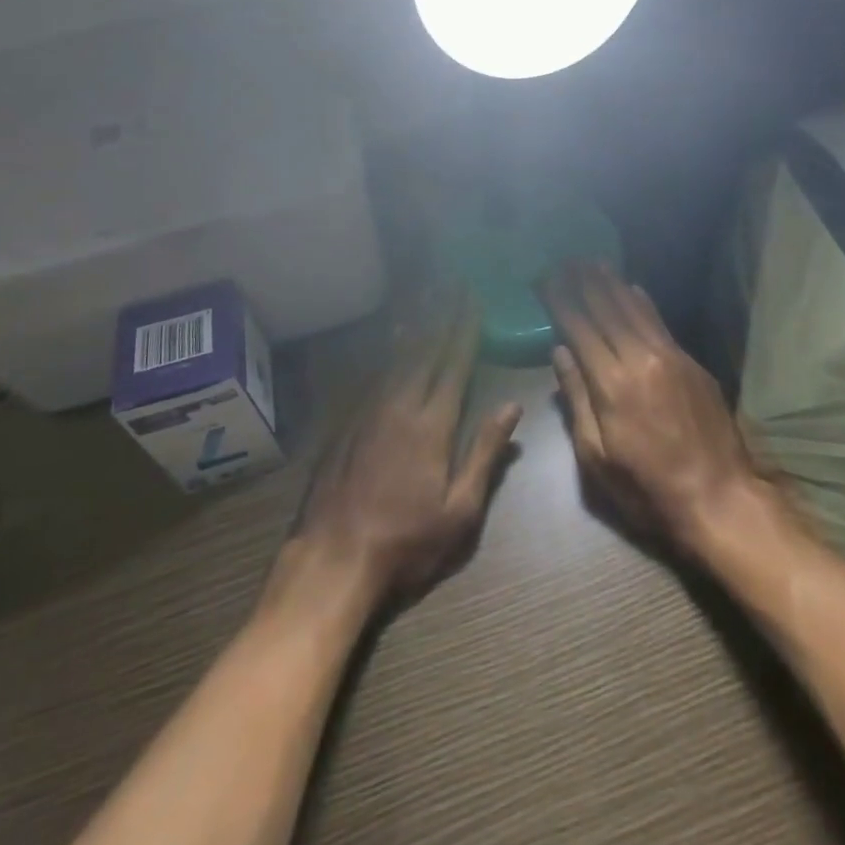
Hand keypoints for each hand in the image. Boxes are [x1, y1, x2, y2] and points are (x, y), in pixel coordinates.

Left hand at [277, 295, 521, 610]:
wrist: (333, 560)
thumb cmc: (406, 543)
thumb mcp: (460, 511)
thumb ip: (485, 453)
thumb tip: (512, 407)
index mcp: (433, 425)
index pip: (455, 364)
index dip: (467, 329)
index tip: (475, 299)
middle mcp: (401, 405)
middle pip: (427, 350)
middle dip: (444, 314)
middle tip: (454, 283)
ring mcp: (369, 411)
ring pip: (398, 355)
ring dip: (416, 324)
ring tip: (427, 295)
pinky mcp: (347, 422)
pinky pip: (374, 372)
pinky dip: (388, 349)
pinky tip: (392, 338)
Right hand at [544, 261, 760, 549]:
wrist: (719, 498)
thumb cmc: (647, 488)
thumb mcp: (597, 457)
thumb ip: (577, 400)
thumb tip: (560, 352)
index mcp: (611, 384)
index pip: (579, 328)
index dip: (560, 301)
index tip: (545, 278)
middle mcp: (640, 359)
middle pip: (607, 310)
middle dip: (584, 282)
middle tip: (567, 258)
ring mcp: (670, 357)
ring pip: (635, 310)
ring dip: (613, 283)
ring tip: (595, 262)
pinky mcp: (692, 364)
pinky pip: (661, 323)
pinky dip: (644, 302)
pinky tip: (634, 288)